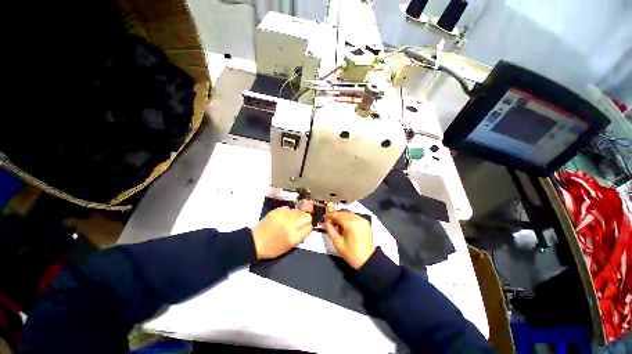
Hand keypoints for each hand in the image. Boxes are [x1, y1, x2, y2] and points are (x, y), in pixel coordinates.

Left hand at [251, 206, 312, 258]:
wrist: (255, 242)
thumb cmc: (273, 248)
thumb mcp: (290, 246)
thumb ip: (300, 235)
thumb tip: (308, 225)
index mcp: (294, 237)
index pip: (310, 227)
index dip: (309, 226)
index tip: (307, 225)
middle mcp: (291, 226)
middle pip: (307, 216)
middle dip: (306, 218)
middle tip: (301, 221)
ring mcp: (284, 217)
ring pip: (299, 211)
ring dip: (298, 214)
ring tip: (292, 218)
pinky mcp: (277, 211)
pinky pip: (288, 208)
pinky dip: (288, 212)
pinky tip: (284, 216)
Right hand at [323, 211, 374, 268]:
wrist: (368, 261)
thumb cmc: (351, 254)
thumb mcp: (337, 243)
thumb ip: (330, 230)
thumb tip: (326, 223)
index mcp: (350, 223)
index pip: (337, 215)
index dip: (329, 216)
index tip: (324, 219)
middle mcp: (357, 219)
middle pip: (343, 213)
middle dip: (335, 216)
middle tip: (329, 223)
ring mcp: (363, 220)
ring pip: (348, 214)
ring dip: (341, 217)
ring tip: (336, 225)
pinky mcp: (366, 223)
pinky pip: (354, 217)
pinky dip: (348, 219)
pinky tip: (345, 226)